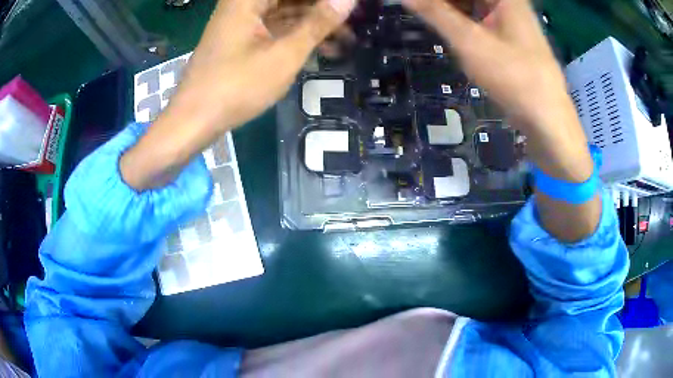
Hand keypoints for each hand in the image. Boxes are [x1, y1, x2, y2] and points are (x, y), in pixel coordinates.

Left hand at [171, 0, 356, 132]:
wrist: (195, 120)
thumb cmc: (236, 86)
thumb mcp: (284, 54)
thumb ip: (318, 23)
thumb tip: (348, 0)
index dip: (326, 1)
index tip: (350, 7)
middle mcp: (244, 3)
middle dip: (323, 9)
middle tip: (353, 21)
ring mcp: (243, 20)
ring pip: (287, 10)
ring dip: (315, 23)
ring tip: (347, 38)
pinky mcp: (243, 36)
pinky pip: (277, 26)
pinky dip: (298, 34)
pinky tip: (323, 47)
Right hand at [402, 0, 600, 241]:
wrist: (548, 121)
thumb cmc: (514, 78)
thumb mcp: (470, 42)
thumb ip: (436, 13)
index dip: (439, 0)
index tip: (416, 5)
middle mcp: (511, 4)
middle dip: (445, 5)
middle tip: (421, 11)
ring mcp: (513, 21)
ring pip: (475, 6)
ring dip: (452, 11)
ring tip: (431, 18)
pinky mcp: (513, 40)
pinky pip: (482, 20)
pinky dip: (465, 23)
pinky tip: (453, 32)